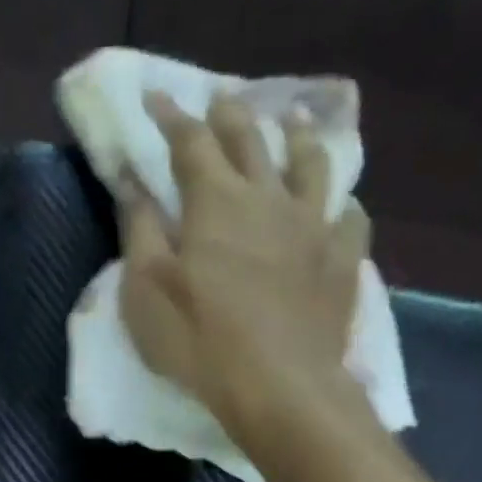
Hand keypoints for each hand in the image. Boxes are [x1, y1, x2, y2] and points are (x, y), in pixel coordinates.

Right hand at [119, 91, 378, 458]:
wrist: (277, 384)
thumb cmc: (198, 341)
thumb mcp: (146, 291)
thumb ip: (139, 231)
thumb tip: (132, 181)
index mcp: (215, 201)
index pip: (189, 141)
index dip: (171, 116)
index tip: (155, 97)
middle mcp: (268, 197)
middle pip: (250, 139)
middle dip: (229, 114)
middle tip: (220, 98)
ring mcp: (313, 225)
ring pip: (310, 163)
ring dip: (297, 137)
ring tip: (292, 123)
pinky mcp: (341, 260)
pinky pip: (349, 218)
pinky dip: (342, 205)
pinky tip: (340, 206)